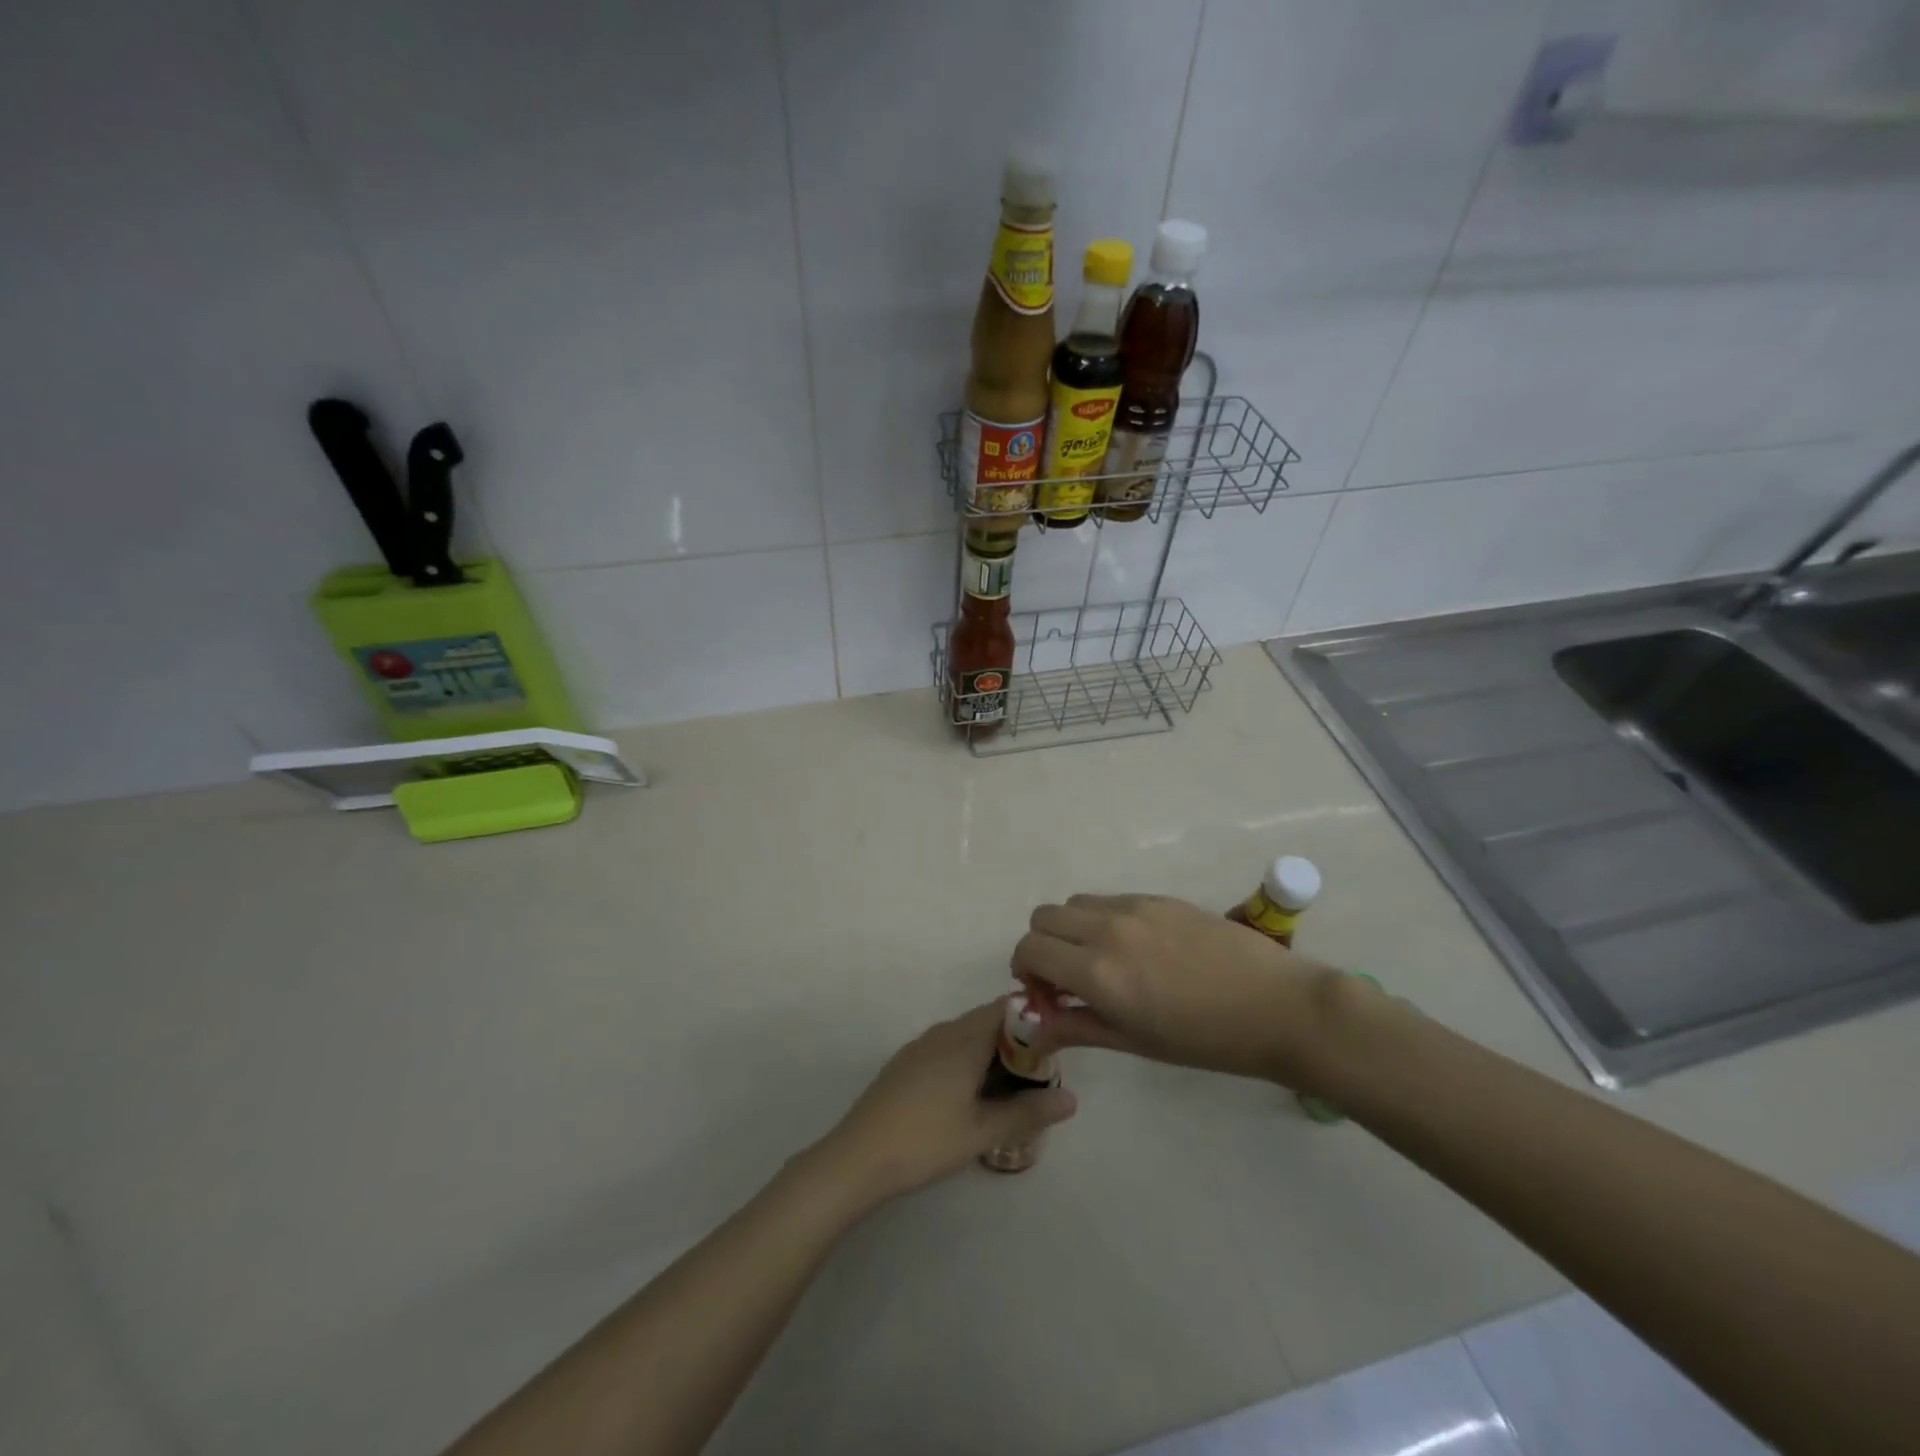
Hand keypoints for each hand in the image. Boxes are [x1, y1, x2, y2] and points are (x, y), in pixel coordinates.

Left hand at [812, 1001, 1076, 1208]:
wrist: (857, 1157)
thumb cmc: (925, 1140)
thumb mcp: (983, 1131)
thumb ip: (1028, 1112)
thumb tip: (1072, 1098)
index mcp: (964, 1038)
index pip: (1007, 1008)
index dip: (1034, 1018)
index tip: (1057, 1042)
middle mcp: (943, 1032)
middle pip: (987, 1020)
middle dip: (1016, 1040)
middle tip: (1040, 1073)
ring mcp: (920, 1046)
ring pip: (966, 1035)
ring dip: (991, 1051)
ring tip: (1012, 1086)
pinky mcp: (905, 1064)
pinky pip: (947, 1047)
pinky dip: (968, 1060)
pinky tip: (971, 1094)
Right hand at [1012, 893, 1354, 1089]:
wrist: (1277, 1006)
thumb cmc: (1205, 1040)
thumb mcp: (1134, 1042)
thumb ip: (1076, 1026)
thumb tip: (1035, 1025)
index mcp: (1097, 972)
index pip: (1029, 949)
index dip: (1025, 971)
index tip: (1046, 994)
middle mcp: (1106, 929)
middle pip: (1043, 916)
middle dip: (1043, 945)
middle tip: (1068, 977)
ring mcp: (1135, 907)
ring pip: (1075, 903)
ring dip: (1072, 929)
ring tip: (1103, 960)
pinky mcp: (1160, 897)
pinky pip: (1111, 899)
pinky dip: (1104, 920)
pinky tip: (1139, 949)